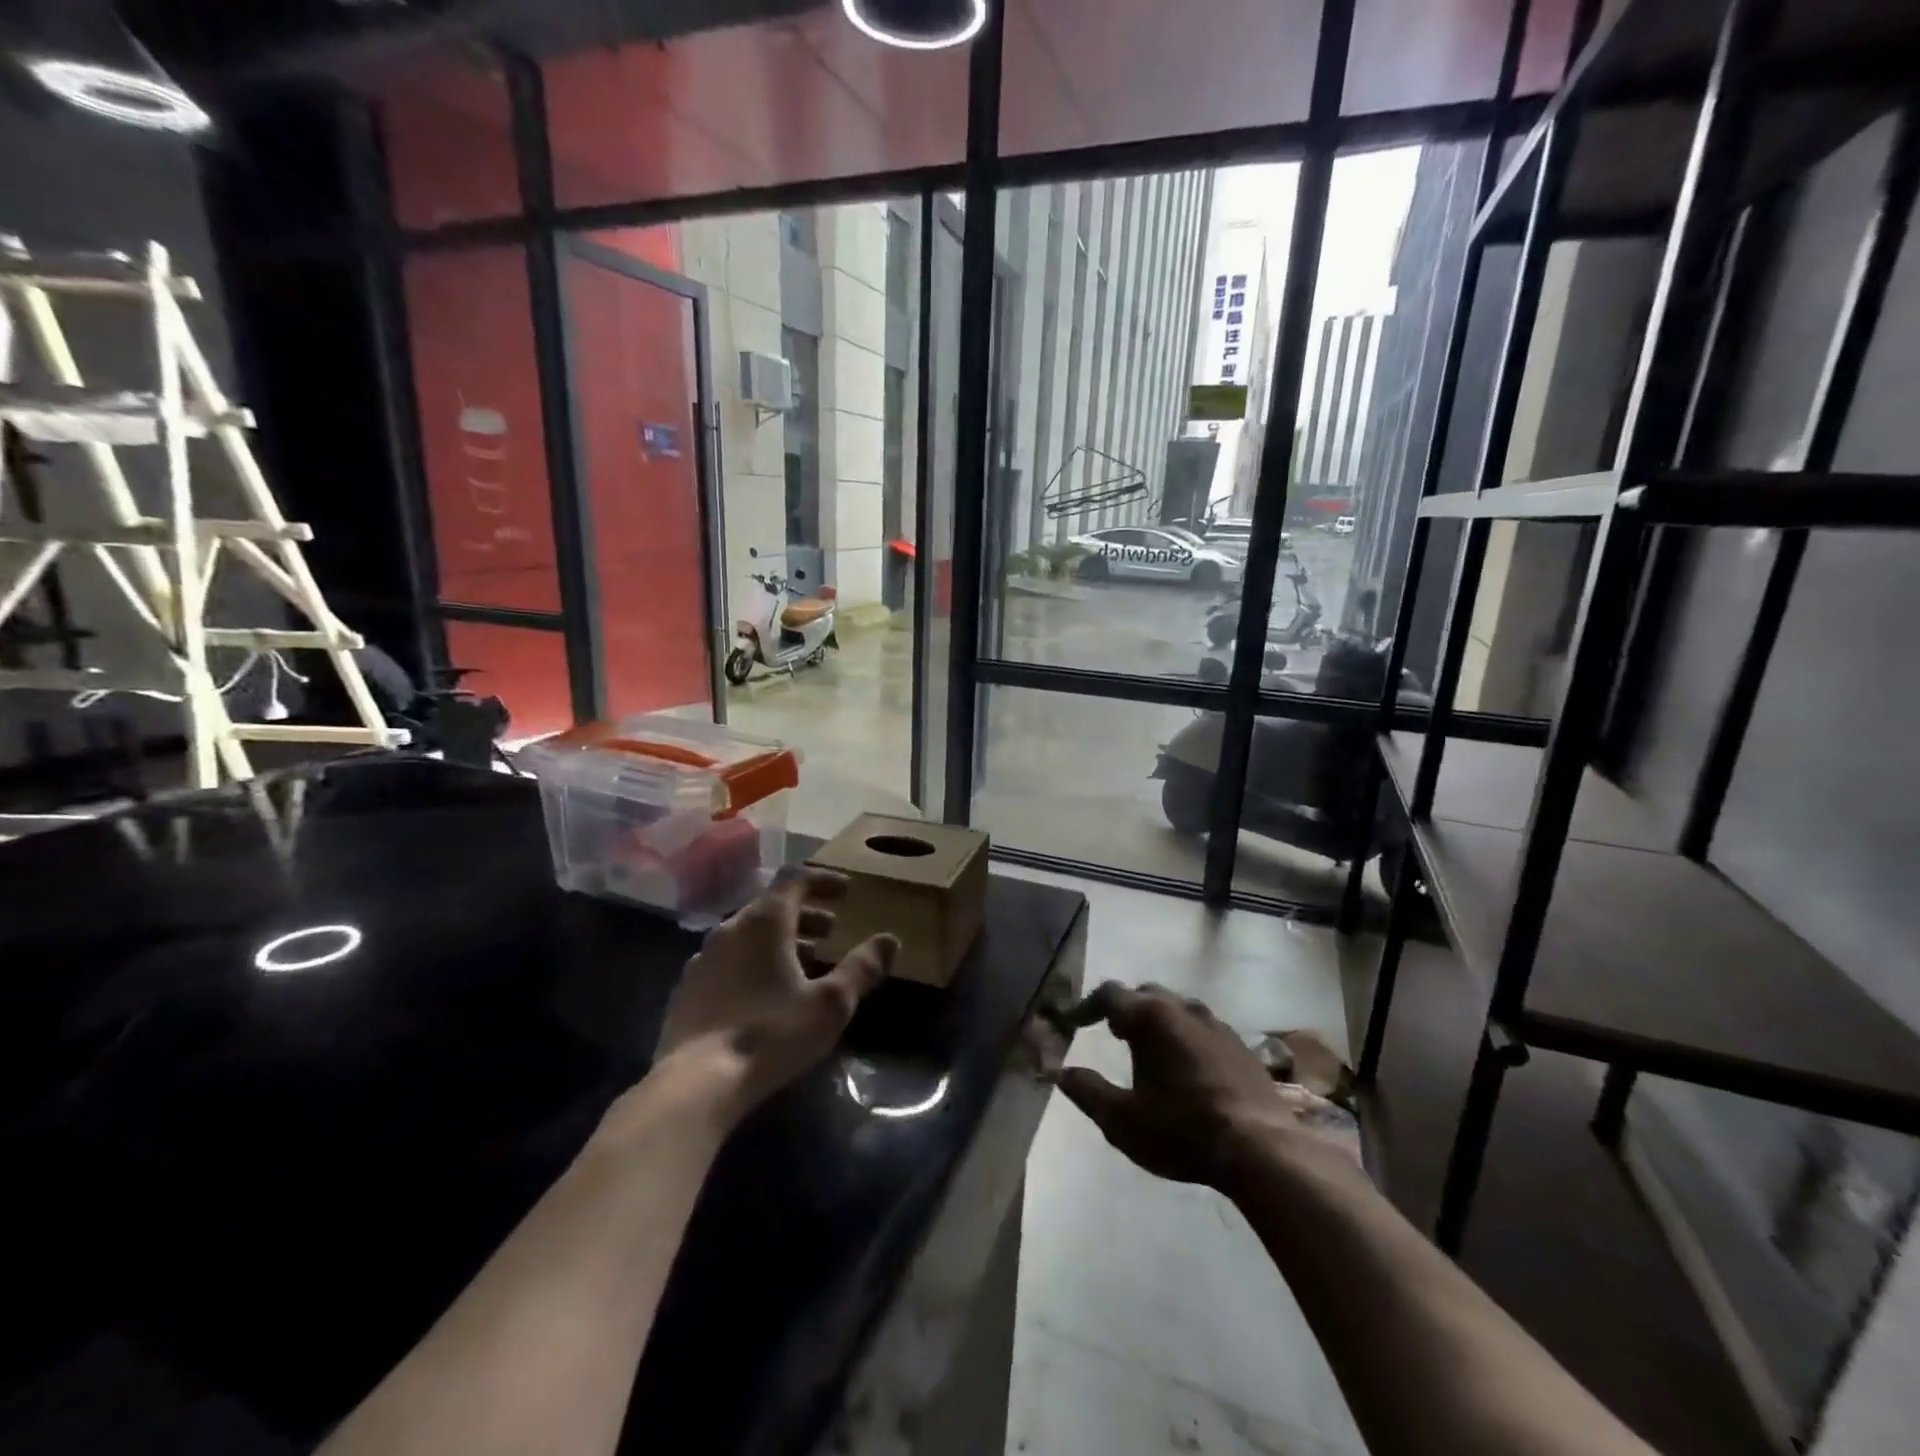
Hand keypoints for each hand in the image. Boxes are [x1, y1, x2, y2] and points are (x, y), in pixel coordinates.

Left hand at [654, 868, 897, 1123]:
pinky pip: (727, 960)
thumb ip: (862, 968)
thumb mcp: (830, 1004)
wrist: (696, 1084)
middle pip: (771, 905)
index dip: (822, 880)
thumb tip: (890, 940)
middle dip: (805, 913)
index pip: (795, 878)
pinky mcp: (687, 989)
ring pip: (747, 934)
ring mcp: (703, 959)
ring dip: (779, 938)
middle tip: (831, 929)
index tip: (846, 891)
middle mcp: (729, 929)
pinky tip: (763, 991)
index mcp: (764, 921)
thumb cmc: (771, 1034)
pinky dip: (752, 961)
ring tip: (804, 960)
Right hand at [1056, 983, 1348, 1192]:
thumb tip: (1060, 1072)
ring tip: (1148, 1048)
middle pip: (1145, 994)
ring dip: (1157, 1020)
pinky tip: (1186, 1065)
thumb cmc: (1182, 1130)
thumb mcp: (1122, 1120)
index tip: (1073, 1023)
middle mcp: (1182, 1008)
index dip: (1086, 1006)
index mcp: (1150, 1017)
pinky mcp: (1240, 1044)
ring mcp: (1216, 1023)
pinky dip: (1184, 1035)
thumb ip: (1087, 1091)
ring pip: (1176, 1007)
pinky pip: (1202, 1026)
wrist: (1262, 1148)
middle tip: (1112, 1032)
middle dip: (1124, 1009)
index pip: (1109, 994)